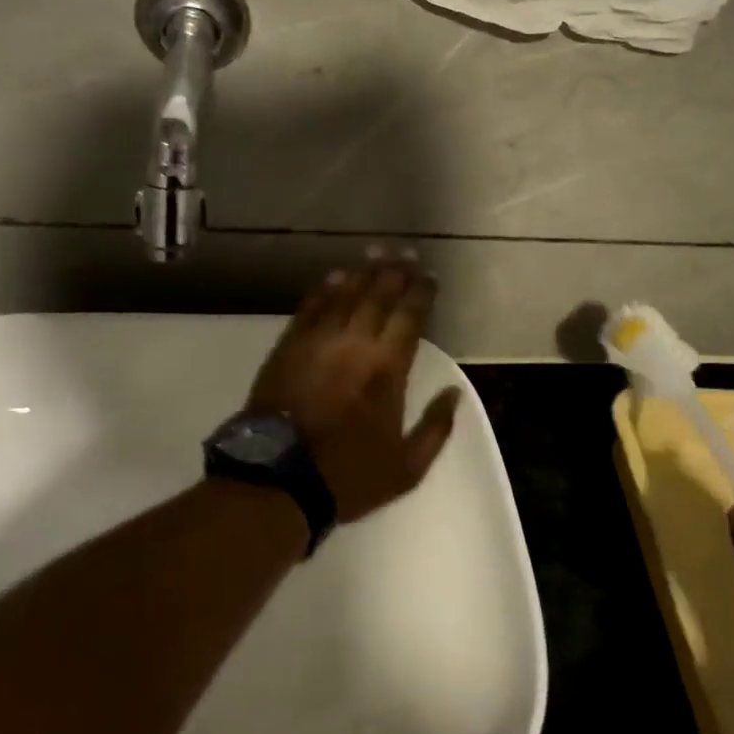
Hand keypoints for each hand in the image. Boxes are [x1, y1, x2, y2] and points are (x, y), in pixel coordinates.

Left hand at [246, 254, 461, 522]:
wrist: (278, 480)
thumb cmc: (347, 476)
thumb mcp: (407, 468)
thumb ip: (435, 428)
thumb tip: (454, 393)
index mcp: (387, 370)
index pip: (409, 317)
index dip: (421, 292)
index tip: (429, 275)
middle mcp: (355, 344)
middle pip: (378, 296)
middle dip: (394, 272)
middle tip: (405, 253)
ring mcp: (318, 342)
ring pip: (344, 295)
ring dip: (362, 273)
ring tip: (375, 253)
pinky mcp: (289, 346)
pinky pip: (310, 308)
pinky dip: (324, 290)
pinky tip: (334, 277)